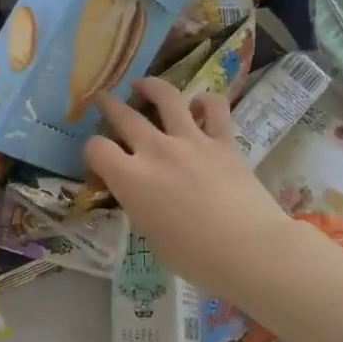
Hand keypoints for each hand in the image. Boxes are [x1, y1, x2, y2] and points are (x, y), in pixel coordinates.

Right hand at [86, 79, 297, 304]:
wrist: (250, 250)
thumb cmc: (194, 257)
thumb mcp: (150, 234)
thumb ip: (139, 204)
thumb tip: (141, 193)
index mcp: (131, 178)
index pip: (96, 149)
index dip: (92, 152)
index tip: (98, 161)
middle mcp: (156, 150)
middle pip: (123, 116)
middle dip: (107, 105)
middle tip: (102, 98)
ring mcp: (191, 141)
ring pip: (166, 97)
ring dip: (151, 87)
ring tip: (143, 84)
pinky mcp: (223, 141)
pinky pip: (214, 109)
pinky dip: (205, 101)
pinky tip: (199, 103)